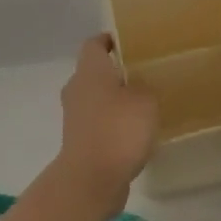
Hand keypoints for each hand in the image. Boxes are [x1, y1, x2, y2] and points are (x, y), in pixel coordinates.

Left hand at [58, 34, 157, 215]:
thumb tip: (140, 83)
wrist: (91, 179)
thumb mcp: (145, 100)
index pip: (94, 44)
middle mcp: (77, 89)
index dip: (110, 40)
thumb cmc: (118, 129)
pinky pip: (99, 124)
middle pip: (95, 72)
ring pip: (96, 99)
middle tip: (145, 74)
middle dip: (117, 72)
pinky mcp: (80, 142)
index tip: (130, 42)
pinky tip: (136, 133)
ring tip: (145, 105)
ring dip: (116, 101)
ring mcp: (75, 117)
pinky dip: (114, 124)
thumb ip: (145, 85)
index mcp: (89, 70)